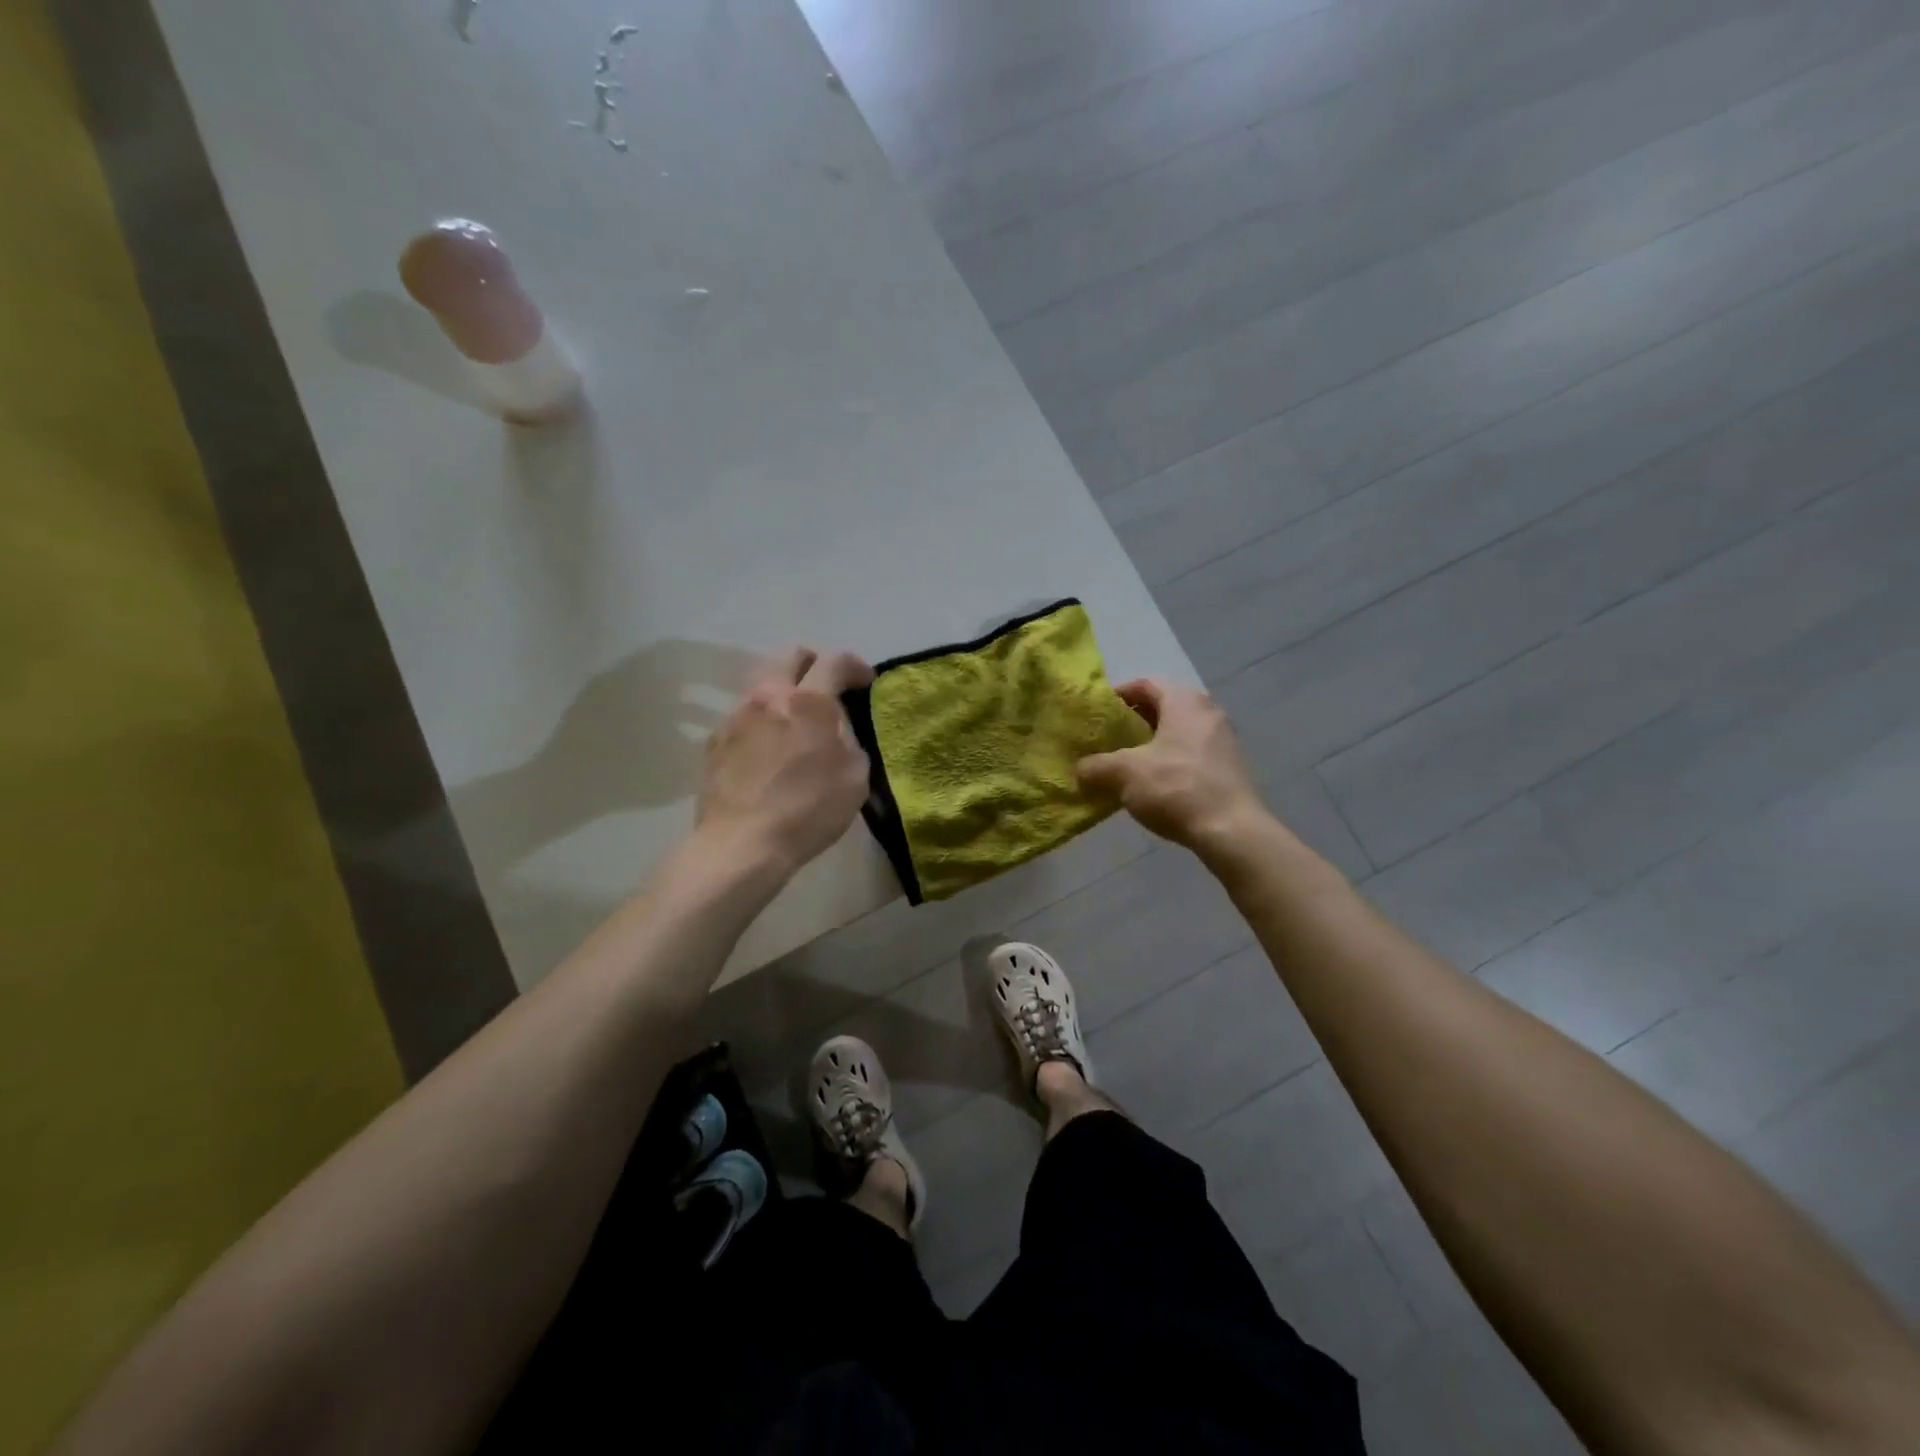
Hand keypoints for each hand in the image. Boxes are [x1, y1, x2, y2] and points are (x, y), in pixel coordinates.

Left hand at [695, 646, 873, 880]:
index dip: (855, 665)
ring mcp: (735, 716)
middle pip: (790, 655)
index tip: (866, 681)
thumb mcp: (854, 776)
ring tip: (798, 721)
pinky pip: (745, 715)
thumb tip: (836, 728)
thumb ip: (849, 739)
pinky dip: (764, 720)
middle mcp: (768, 696)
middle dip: (815, 663)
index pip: (834, 661)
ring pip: (764, 684)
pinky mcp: (715, 740)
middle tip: (829, 687)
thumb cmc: (808, 810)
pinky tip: (771, 749)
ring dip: (786, 692)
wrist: (742, 844)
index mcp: (807, 701)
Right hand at [1077, 679, 1269, 856]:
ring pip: (1178, 732)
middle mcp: (1208, 712)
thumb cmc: (1176, 787)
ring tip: (1127, 765)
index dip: (1118, 695)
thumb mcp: (1124, 773)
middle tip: (1109, 740)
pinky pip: (1192, 754)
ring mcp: (1224, 740)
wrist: (1232, 831)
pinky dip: (1170, 761)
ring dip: (1152, 744)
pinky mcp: (1230, 768)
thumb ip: (1096, 766)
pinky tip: (1154, 785)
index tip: (1098, 715)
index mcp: (1184, 701)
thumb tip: (1081, 768)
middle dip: (1134, 722)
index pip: (1145, 683)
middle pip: (1163, 707)